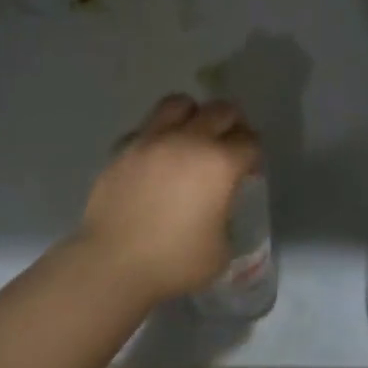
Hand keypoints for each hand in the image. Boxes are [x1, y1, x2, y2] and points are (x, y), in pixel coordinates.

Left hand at [78, 94, 261, 302]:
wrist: (113, 264)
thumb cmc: (175, 262)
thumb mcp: (221, 248)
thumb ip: (225, 217)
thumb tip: (215, 208)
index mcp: (220, 163)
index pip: (249, 141)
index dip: (254, 155)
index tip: (249, 171)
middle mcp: (188, 140)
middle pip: (221, 110)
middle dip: (232, 124)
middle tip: (229, 146)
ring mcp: (152, 140)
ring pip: (179, 103)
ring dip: (193, 115)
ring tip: (191, 137)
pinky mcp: (123, 149)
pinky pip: (145, 128)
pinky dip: (157, 136)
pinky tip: (156, 159)